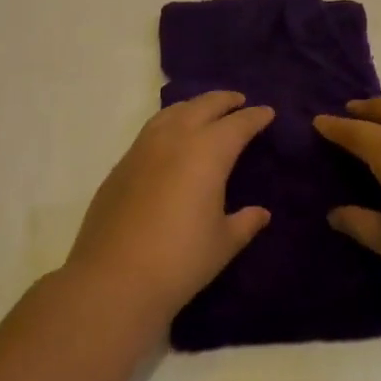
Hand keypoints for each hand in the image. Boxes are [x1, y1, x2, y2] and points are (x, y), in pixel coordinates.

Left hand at [68, 91, 274, 325]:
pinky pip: (151, 131)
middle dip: (224, 100)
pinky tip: (171, 140)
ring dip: (193, 106)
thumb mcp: (223, 243)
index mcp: (208, 152)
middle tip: (239, 101)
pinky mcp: (120, 166)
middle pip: (203, 106)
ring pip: (172, 112)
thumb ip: (245, 222)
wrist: (113, 280)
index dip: (255, 117)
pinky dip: (169, 124)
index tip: (267, 113)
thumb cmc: (180, 260)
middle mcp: (175, 139)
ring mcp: (142, 149)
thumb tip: (260, 213)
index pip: (238, 124)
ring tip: (204, 112)